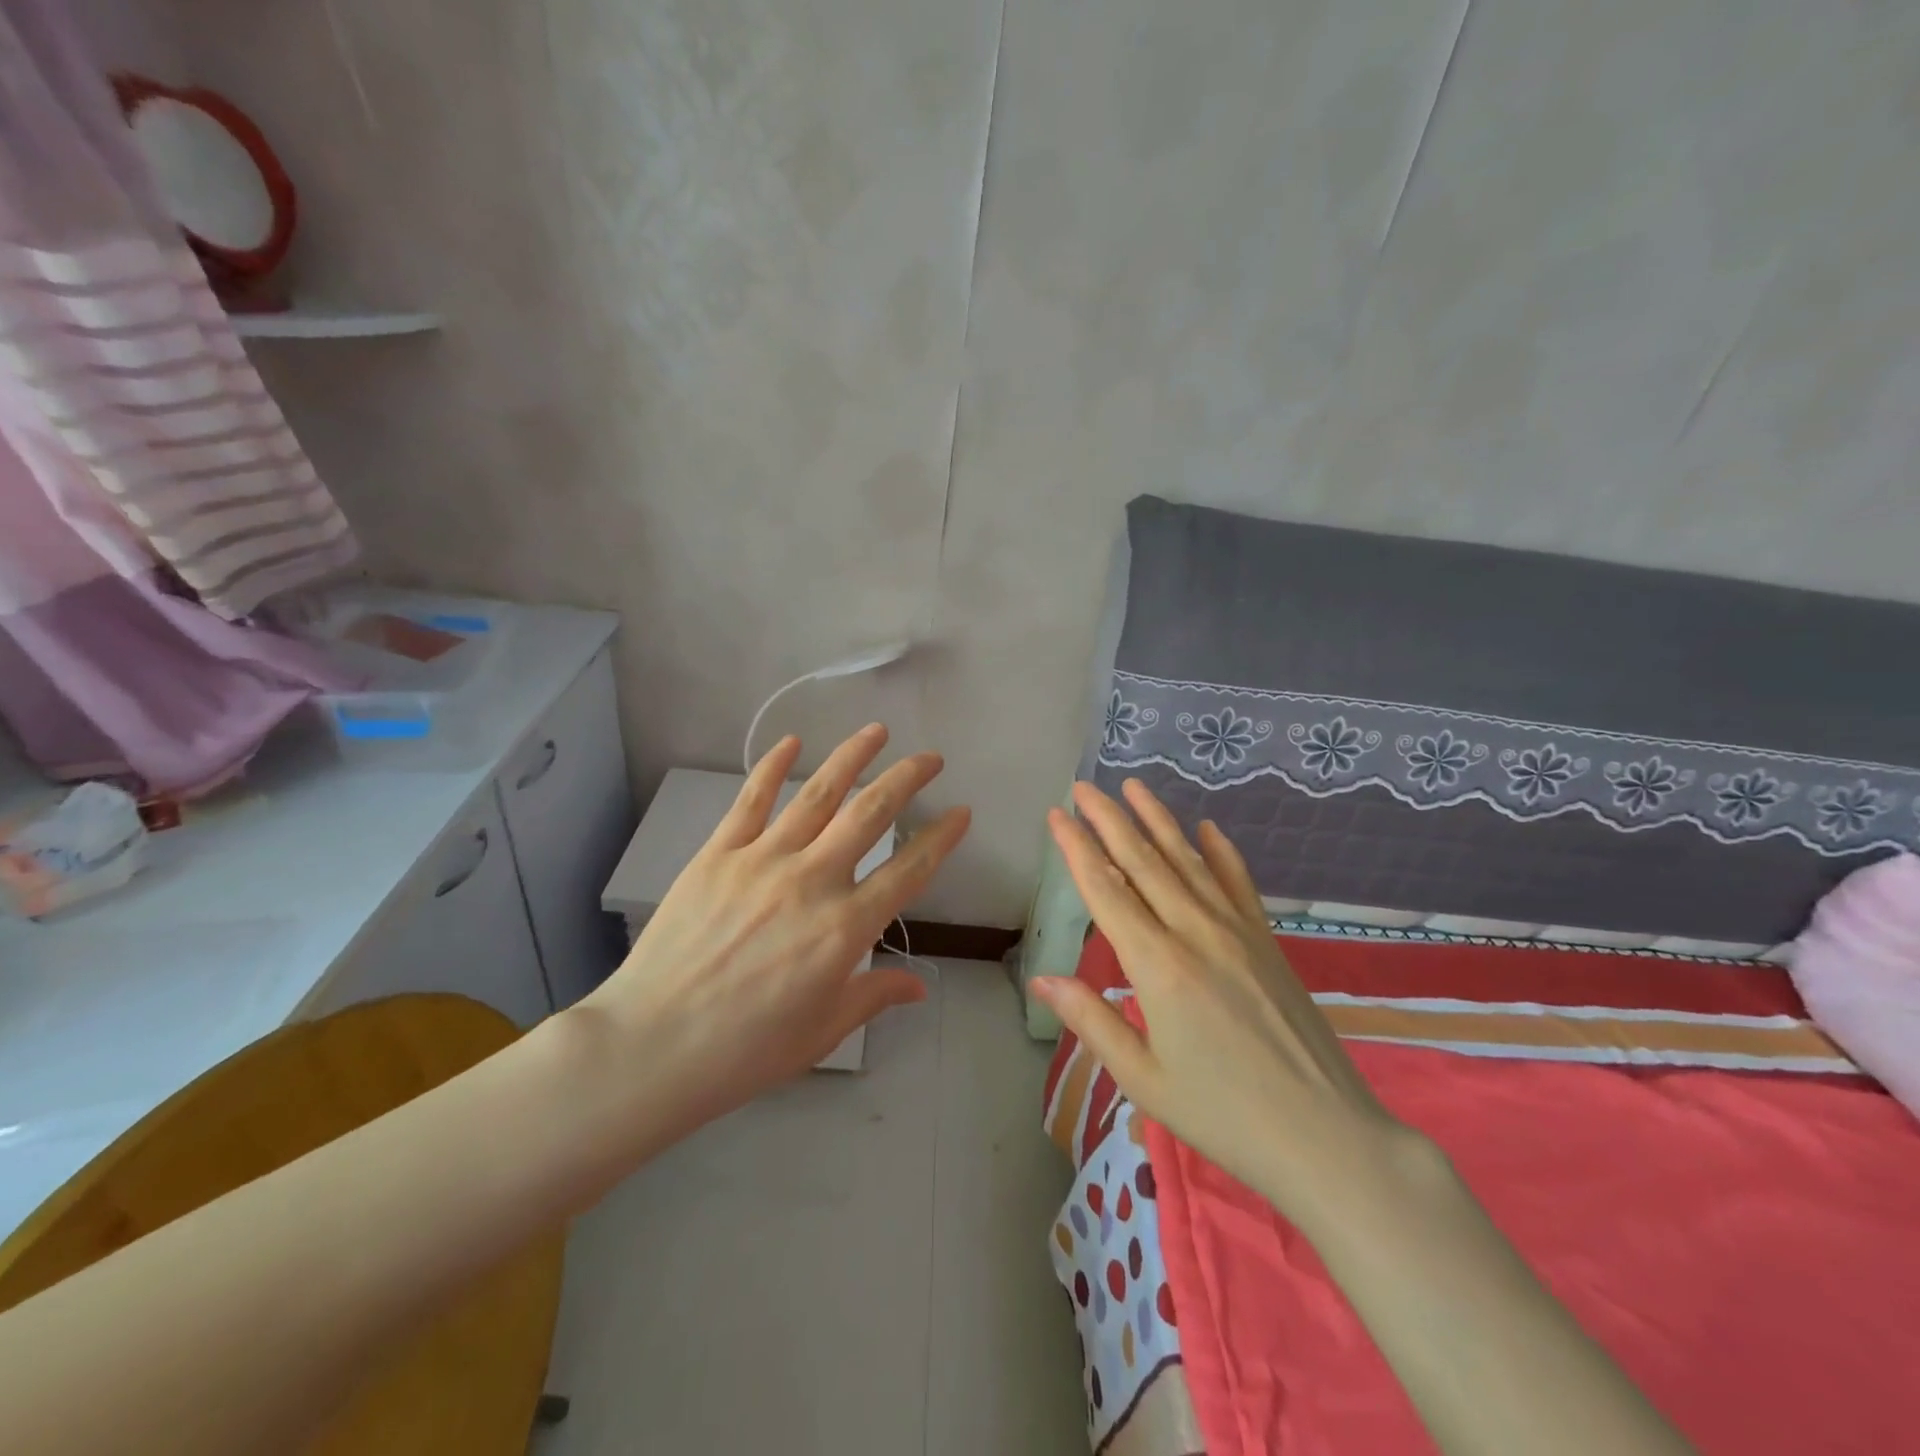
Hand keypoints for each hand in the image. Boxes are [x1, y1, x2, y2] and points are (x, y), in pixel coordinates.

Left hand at [578, 724, 969, 1129]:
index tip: (961, 812)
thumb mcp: (822, 1031)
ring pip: (819, 794)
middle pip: (871, 813)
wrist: (652, 1046)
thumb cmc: (746, 1050)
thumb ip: (873, 997)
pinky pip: (752, 800)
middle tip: (930, 758)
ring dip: (853, 756)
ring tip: (877, 731)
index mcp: (846, 927)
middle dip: (907, 779)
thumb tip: (919, 987)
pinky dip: (773, 766)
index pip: (909, 870)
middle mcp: (813, 880)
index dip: (942, 838)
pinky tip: (792, 742)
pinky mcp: (719, 853)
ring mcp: (763, 859)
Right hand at [1034, 779, 1417, 1228]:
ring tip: (1133, 786)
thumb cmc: (1223, 1114)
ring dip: (1158, 819)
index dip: (1077, 848)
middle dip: (1109, 819)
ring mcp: (1237, 931)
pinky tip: (1208, 826)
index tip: (1057, 814)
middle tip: (1084, 785)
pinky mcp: (1267, 941)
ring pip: (1188, 860)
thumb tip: (1041, 979)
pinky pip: (1239, 883)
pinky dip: (1221, 851)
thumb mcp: (1142, 1078)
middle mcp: (1195, 933)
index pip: (1106, 890)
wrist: (1326, 1136)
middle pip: (1143, 861)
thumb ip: (1091, 1020)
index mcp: (1157, 965)